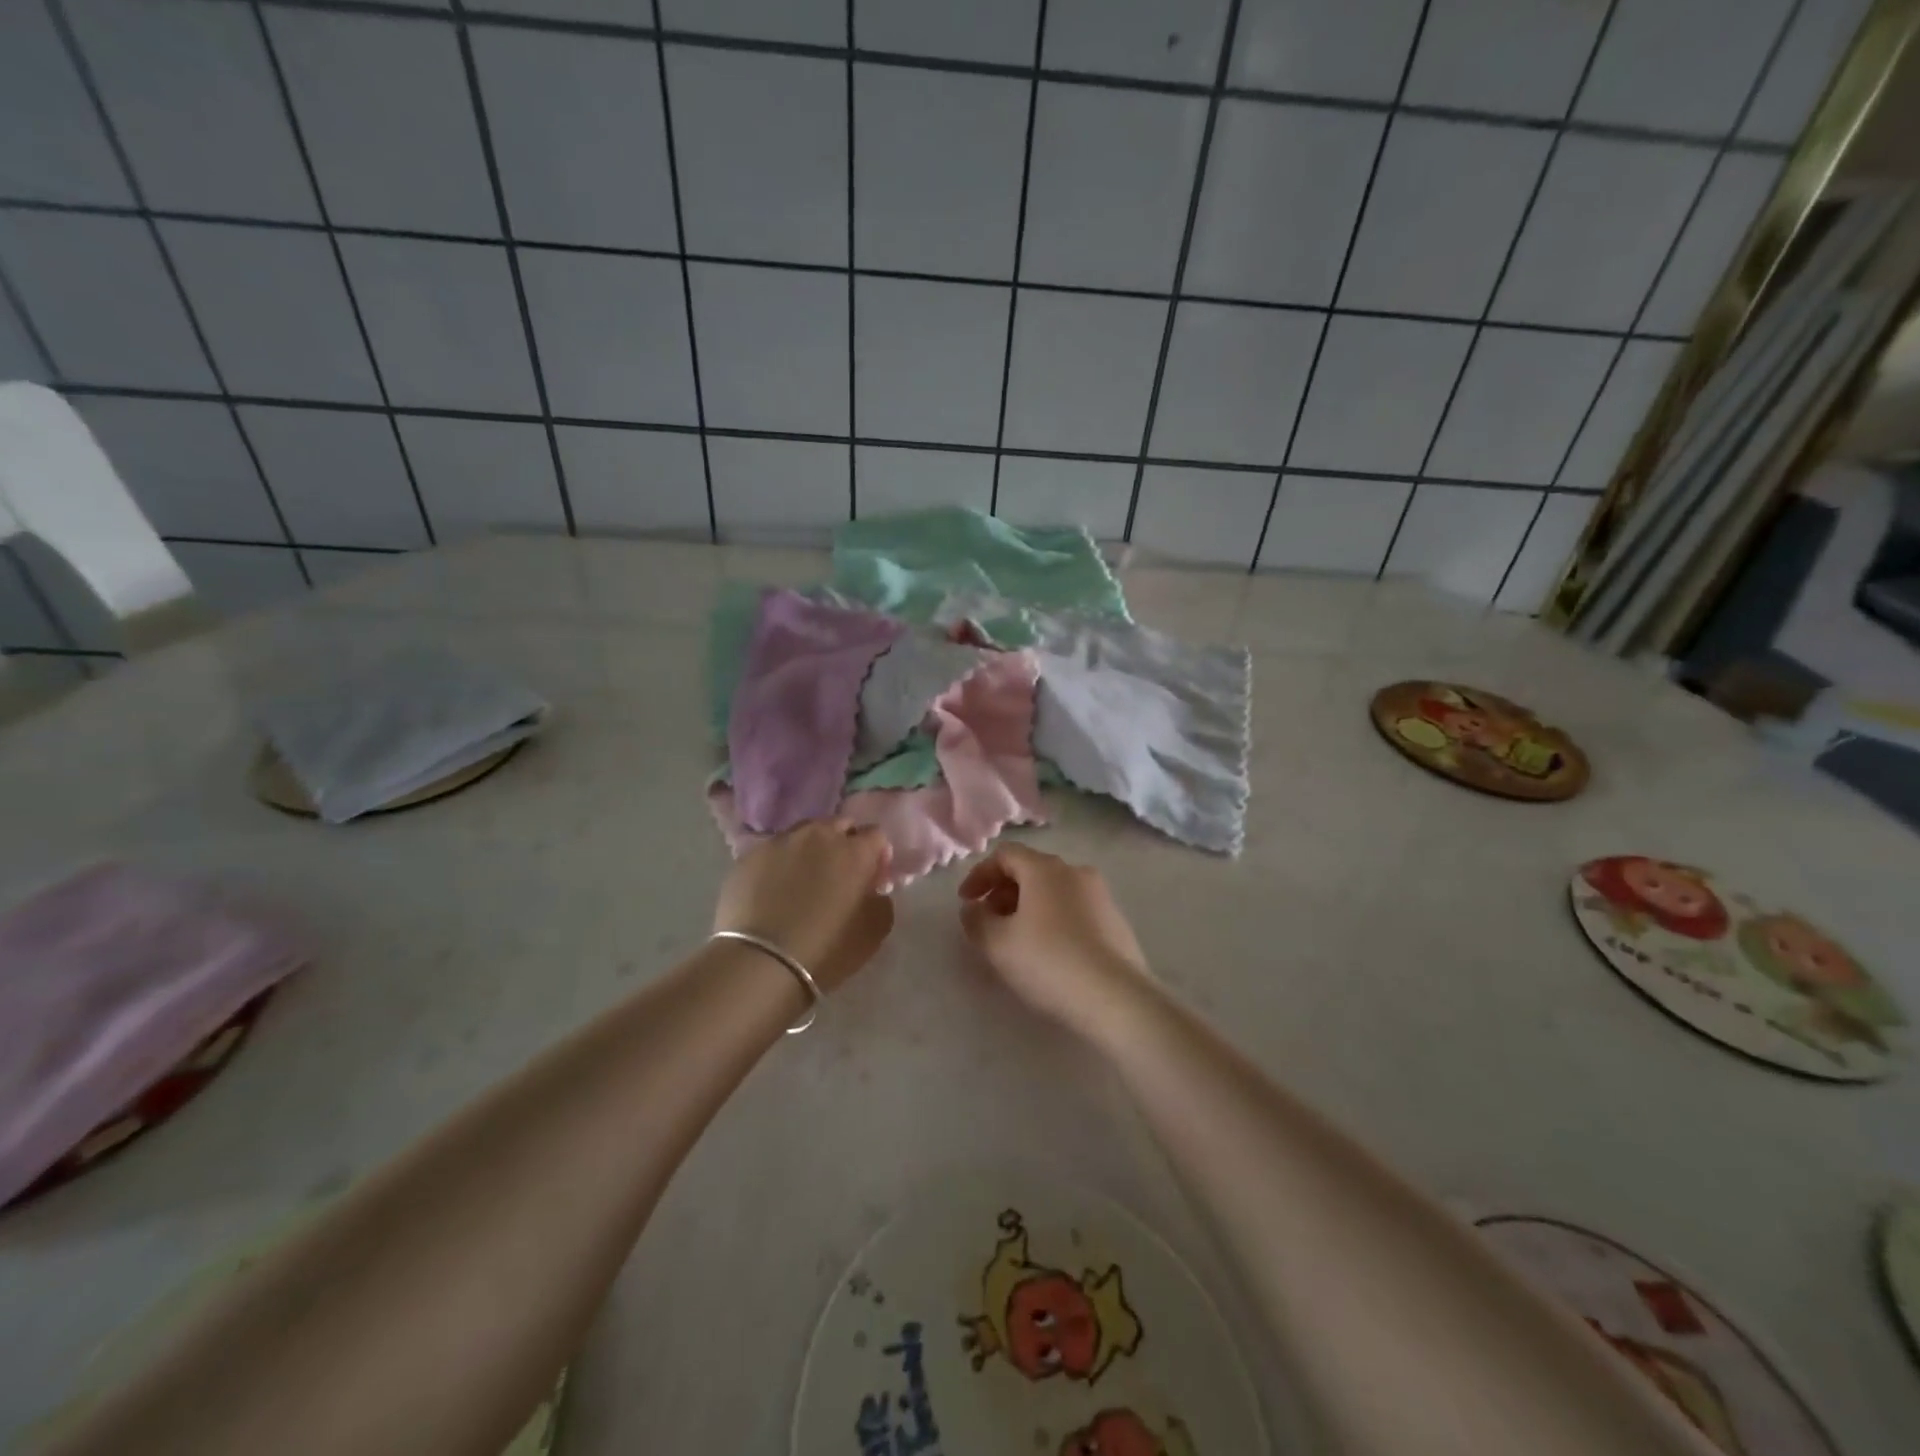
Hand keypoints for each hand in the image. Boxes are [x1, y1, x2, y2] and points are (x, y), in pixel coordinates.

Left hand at [714, 820, 893, 992]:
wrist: (761, 962)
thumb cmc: (827, 949)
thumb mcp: (874, 931)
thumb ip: (881, 899)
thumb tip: (873, 888)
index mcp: (855, 851)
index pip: (876, 835)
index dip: (876, 854)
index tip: (872, 876)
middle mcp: (819, 835)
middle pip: (839, 826)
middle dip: (844, 843)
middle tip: (839, 874)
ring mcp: (781, 842)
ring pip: (804, 833)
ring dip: (811, 848)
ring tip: (804, 877)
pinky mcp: (750, 856)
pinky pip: (774, 851)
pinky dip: (780, 862)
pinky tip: (774, 888)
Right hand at [957, 844, 1149, 1034]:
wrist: (1116, 997)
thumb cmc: (1049, 962)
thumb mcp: (997, 944)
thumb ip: (976, 920)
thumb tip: (974, 908)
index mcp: (1045, 869)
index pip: (1005, 854)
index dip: (980, 875)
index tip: (966, 902)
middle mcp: (1075, 872)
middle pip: (1031, 870)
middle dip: (1003, 892)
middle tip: (989, 922)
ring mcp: (1100, 895)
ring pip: (1054, 890)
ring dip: (1028, 907)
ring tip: (1017, 940)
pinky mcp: (1116, 921)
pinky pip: (1074, 909)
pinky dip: (1052, 919)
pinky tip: (1049, 953)